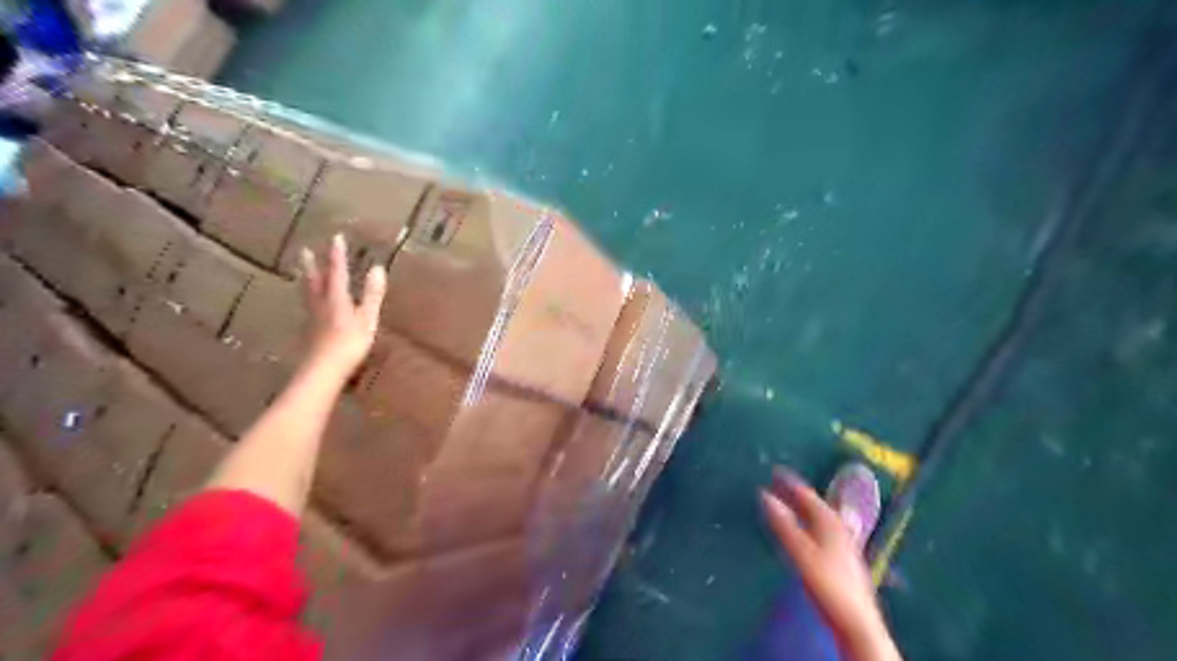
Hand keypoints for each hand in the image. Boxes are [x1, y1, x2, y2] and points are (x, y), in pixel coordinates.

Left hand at [300, 233, 387, 379]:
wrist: (323, 370)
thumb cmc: (349, 343)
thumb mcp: (367, 318)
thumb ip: (372, 294)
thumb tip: (378, 268)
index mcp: (336, 298)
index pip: (337, 271)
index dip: (337, 255)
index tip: (336, 237)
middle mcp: (321, 304)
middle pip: (315, 281)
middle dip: (312, 265)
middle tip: (305, 251)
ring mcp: (313, 318)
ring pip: (308, 294)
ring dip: (306, 281)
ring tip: (302, 273)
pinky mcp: (311, 332)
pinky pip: (308, 308)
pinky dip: (308, 299)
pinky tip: (310, 305)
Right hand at [765, 468, 902, 659]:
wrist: (857, 622)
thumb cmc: (827, 584)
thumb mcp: (800, 552)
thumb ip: (783, 525)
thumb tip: (765, 495)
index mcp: (829, 523)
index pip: (808, 495)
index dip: (791, 483)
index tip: (775, 471)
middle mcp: (839, 529)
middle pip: (816, 506)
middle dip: (797, 494)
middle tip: (778, 484)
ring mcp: (843, 545)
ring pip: (821, 518)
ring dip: (804, 509)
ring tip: (790, 503)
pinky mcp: (843, 560)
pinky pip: (823, 530)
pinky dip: (810, 523)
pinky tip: (806, 532)